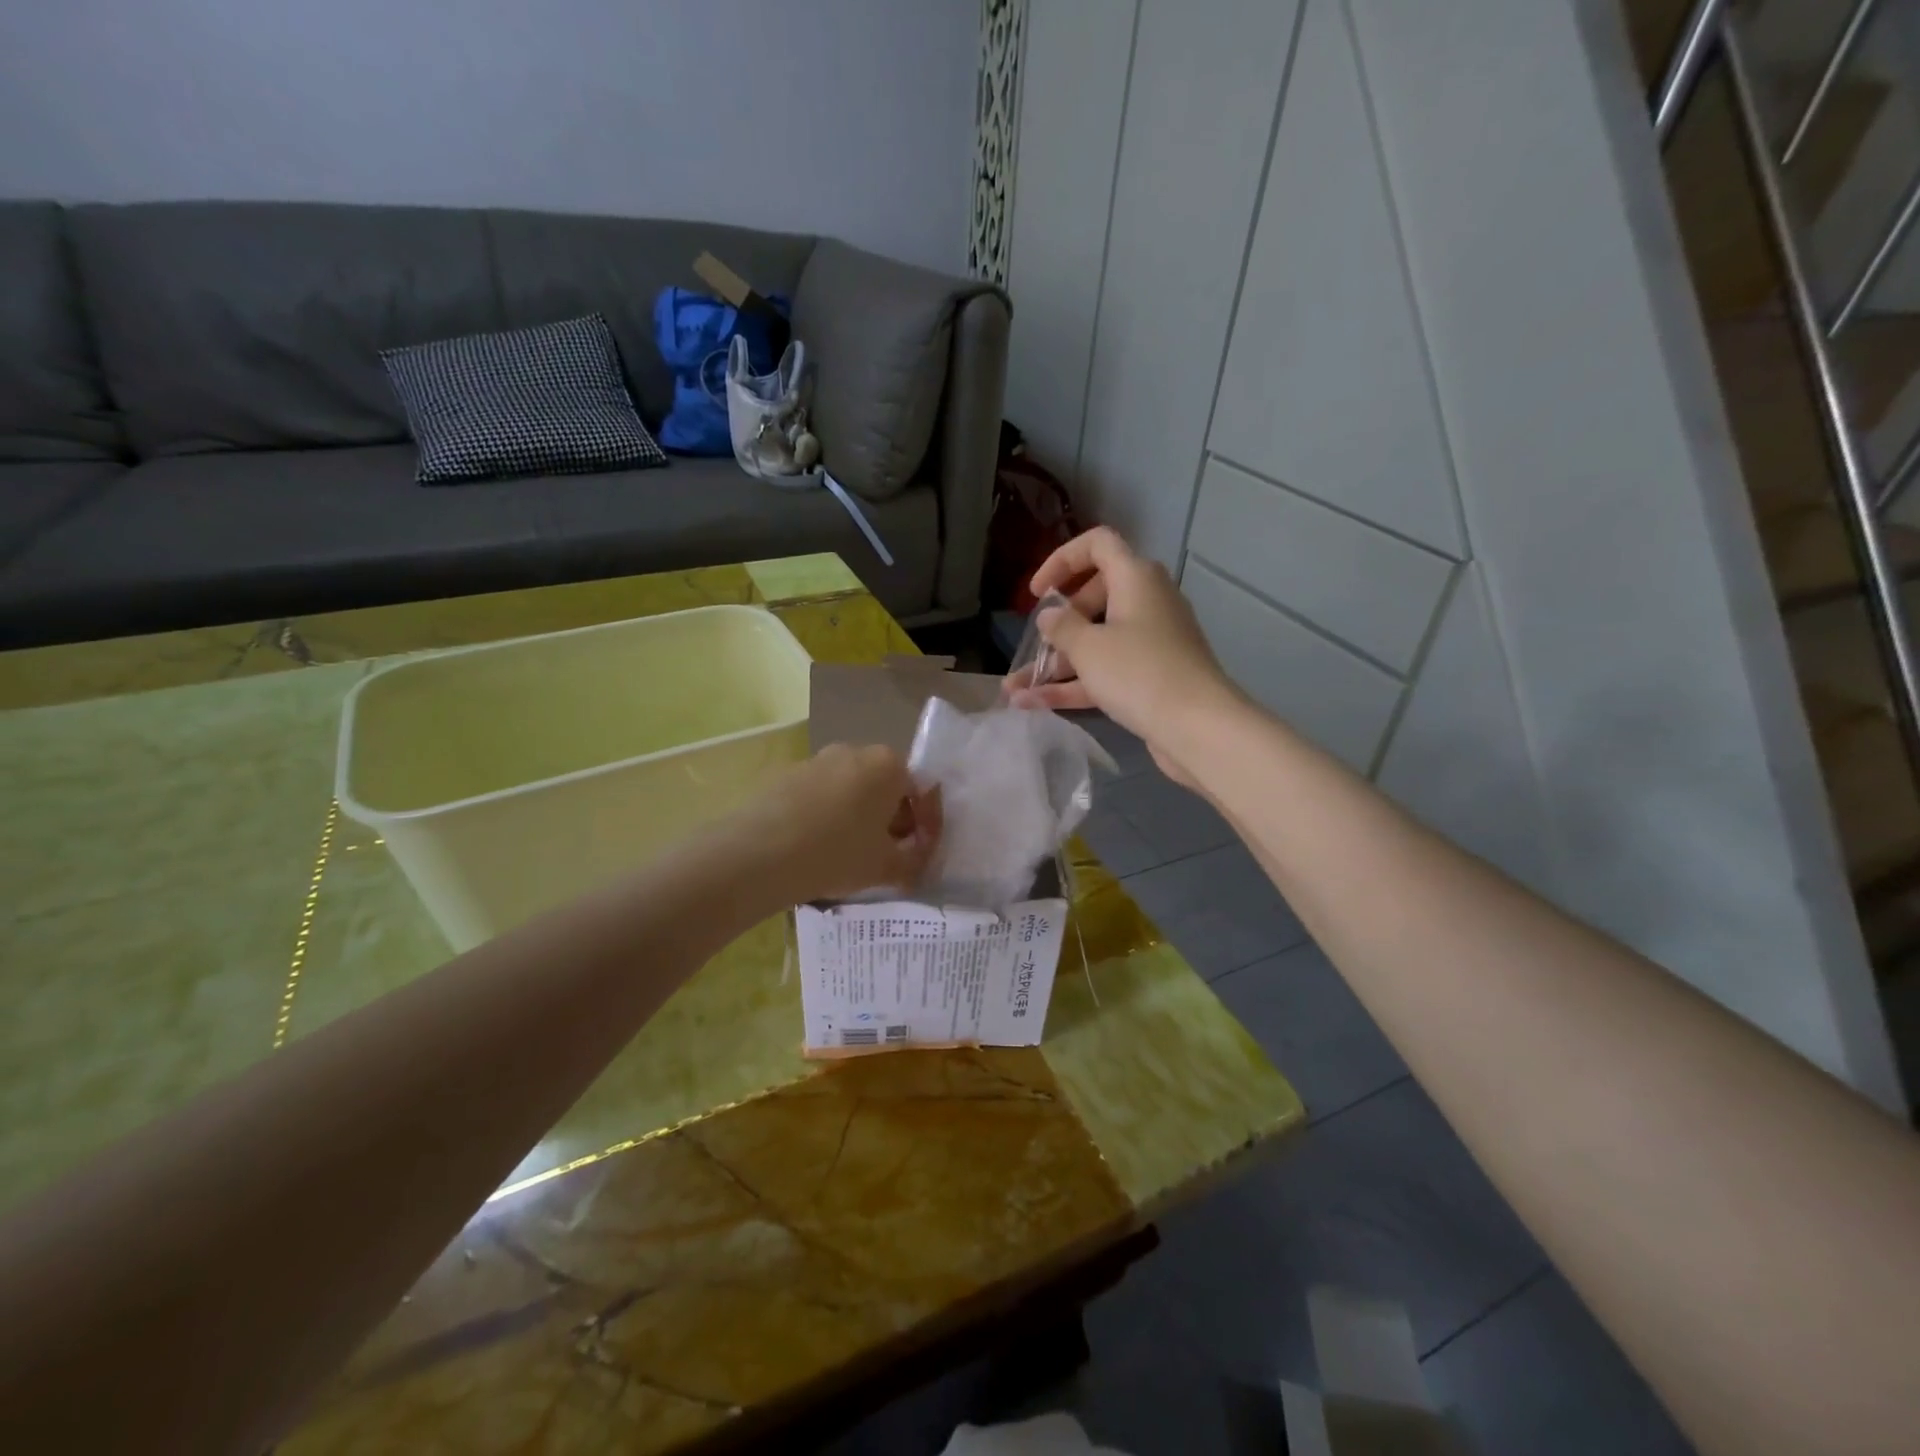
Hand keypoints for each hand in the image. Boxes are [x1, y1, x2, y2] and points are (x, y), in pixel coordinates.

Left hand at [728, 744, 941, 904]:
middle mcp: (854, 751)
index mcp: (888, 764)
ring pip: (851, 790)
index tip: (921, 853)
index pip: (920, 792)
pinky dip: (827, 816)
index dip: (926, 826)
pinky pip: (820, 796)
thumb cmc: (837, 853)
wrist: (759, 853)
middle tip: (888, 854)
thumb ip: (913, 863)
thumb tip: (917, 863)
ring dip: (858, 817)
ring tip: (850, 854)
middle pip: (884, 786)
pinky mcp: (785, 775)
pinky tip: (817, 847)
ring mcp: (816, 760)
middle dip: (892, 819)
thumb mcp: (886, 867)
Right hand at [1009, 527, 1241, 785]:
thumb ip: (1061, 626)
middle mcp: (1146, 602)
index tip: (1037, 592)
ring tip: (1015, 688)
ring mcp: (1151, 642)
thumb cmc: (1139, 672)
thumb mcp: (1088, 647)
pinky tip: (1033, 704)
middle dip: (1058, 623)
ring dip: (1056, 663)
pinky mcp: (1151, 676)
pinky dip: (1074, 684)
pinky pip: (1106, 671)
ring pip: (1097, 641)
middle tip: (1037, 645)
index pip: (1098, 545)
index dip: (1062, 560)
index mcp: (1135, 578)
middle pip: (1094, 598)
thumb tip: (1051, 614)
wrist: (1198, 727)